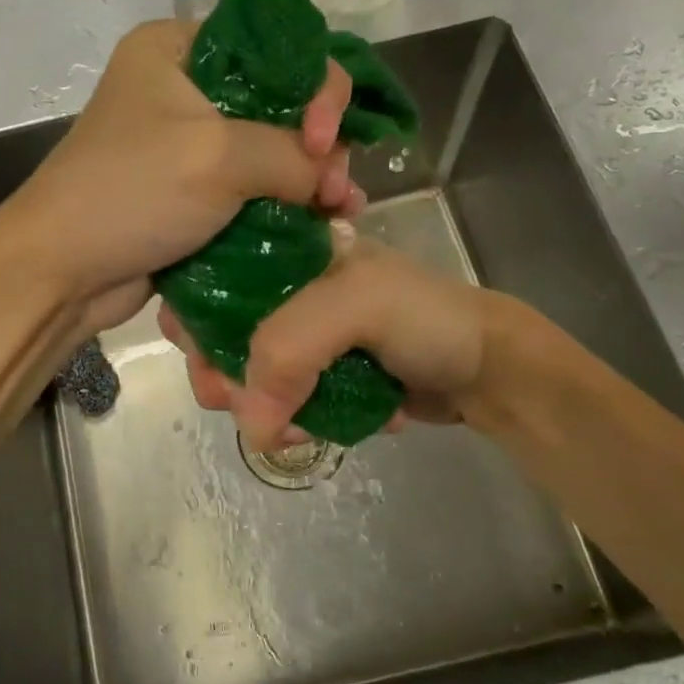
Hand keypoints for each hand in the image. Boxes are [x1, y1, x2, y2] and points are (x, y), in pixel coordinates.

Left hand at [6, 19, 364, 335]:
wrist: (61, 271)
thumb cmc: (131, 193)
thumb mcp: (218, 156)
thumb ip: (291, 154)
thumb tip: (330, 179)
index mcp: (179, 49)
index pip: (276, 47)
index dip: (315, 87)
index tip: (323, 140)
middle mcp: (185, 89)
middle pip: (279, 102)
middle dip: (318, 145)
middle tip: (339, 190)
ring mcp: (188, 146)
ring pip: (270, 152)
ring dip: (309, 181)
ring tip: (340, 213)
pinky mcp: (191, 195)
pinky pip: (251, 191)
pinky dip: (284, 207)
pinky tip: (320, 226)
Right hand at [160, 236, 494, 451]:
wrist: (488, 370)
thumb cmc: (426, 318)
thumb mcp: (358, 306)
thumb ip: (290, 348)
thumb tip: (249, 424)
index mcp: (288, 253)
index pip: (213, 278)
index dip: (196, 321)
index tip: (205, 363)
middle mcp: (286, 292)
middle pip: (222, 333)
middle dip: (226, 377)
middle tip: (244, 408)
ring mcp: (303, 339)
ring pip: (248, 376)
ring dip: (261, 410)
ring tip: (296, 429)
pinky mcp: (318, 378)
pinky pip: (280, 402)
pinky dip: (290, 422)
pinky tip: (316, 429)